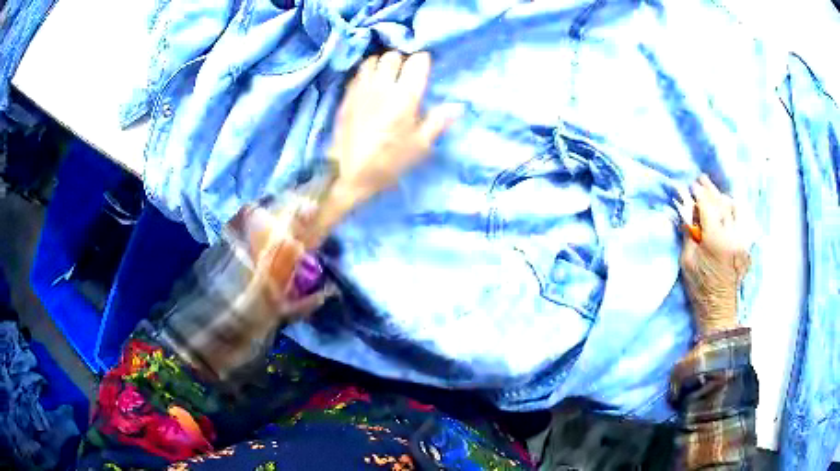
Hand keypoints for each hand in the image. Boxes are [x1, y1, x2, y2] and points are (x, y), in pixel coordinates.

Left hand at [327, 51, 460, 210]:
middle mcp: (382, 86)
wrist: (349, 174)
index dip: (423, 61)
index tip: (424, 68)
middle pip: (393, 56)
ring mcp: (361, 89)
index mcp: (405, 97)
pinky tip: (369, 85)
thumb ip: (438, 122)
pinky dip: (366, 73)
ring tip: (386, 76)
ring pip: (372, 60)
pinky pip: (358, 73)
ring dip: (381, 64)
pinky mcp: (347, 96)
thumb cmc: (389, 162)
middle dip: (402, 60)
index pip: (417, 61)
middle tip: (405, 73)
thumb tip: (457, 106)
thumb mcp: (420, 146)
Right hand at [675, 175, 750, 335]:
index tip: (691, 185)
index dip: (699, 193)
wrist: (718, 307)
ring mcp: (741, 239)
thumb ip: (689, 232)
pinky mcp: (746, 245)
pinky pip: (742, 219)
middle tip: (701, 180)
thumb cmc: (699, 286)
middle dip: (710, 190)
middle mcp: (732, 235)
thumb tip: (687, 211)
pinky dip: (733, 210)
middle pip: (722, 203)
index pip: (708, 206)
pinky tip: (727, 210)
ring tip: (715, 196)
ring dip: (723, 198)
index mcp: (715, 240)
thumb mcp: (686, 260)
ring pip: (735, 208)